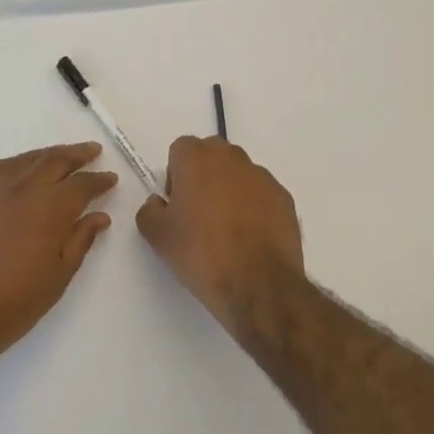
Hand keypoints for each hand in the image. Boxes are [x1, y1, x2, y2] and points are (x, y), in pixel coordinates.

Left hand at [0, 143, 117, 365]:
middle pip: (54, 161)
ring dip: (47, 154)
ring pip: (25, 160)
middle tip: (92, 151)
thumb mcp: (57, 277)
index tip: (111, 178)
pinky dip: (14, 163)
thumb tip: (99, 216)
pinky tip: (19, 166)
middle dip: (77, 155)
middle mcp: (22, 189)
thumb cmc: (12, 303)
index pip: (81, 185)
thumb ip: (80, 241)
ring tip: (61, 154)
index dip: (99, 180)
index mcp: (50, 209)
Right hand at [136, 137, 306, 330]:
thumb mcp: (158, 236)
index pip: (181, 149)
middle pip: (212, 155)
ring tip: (227, 230)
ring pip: (239, 174)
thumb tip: (158, 203)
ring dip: (230, 190)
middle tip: (198, 212)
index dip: (175, 174)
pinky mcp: (285, 198)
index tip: (176, 203)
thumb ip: (149, 210)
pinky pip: (261, 194)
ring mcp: (263, 177)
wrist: (258, 285)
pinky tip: (250, 238)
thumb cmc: (201, 253)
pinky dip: (254, 207)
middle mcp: (232, 158)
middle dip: (203, 175)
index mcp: (197, 158)